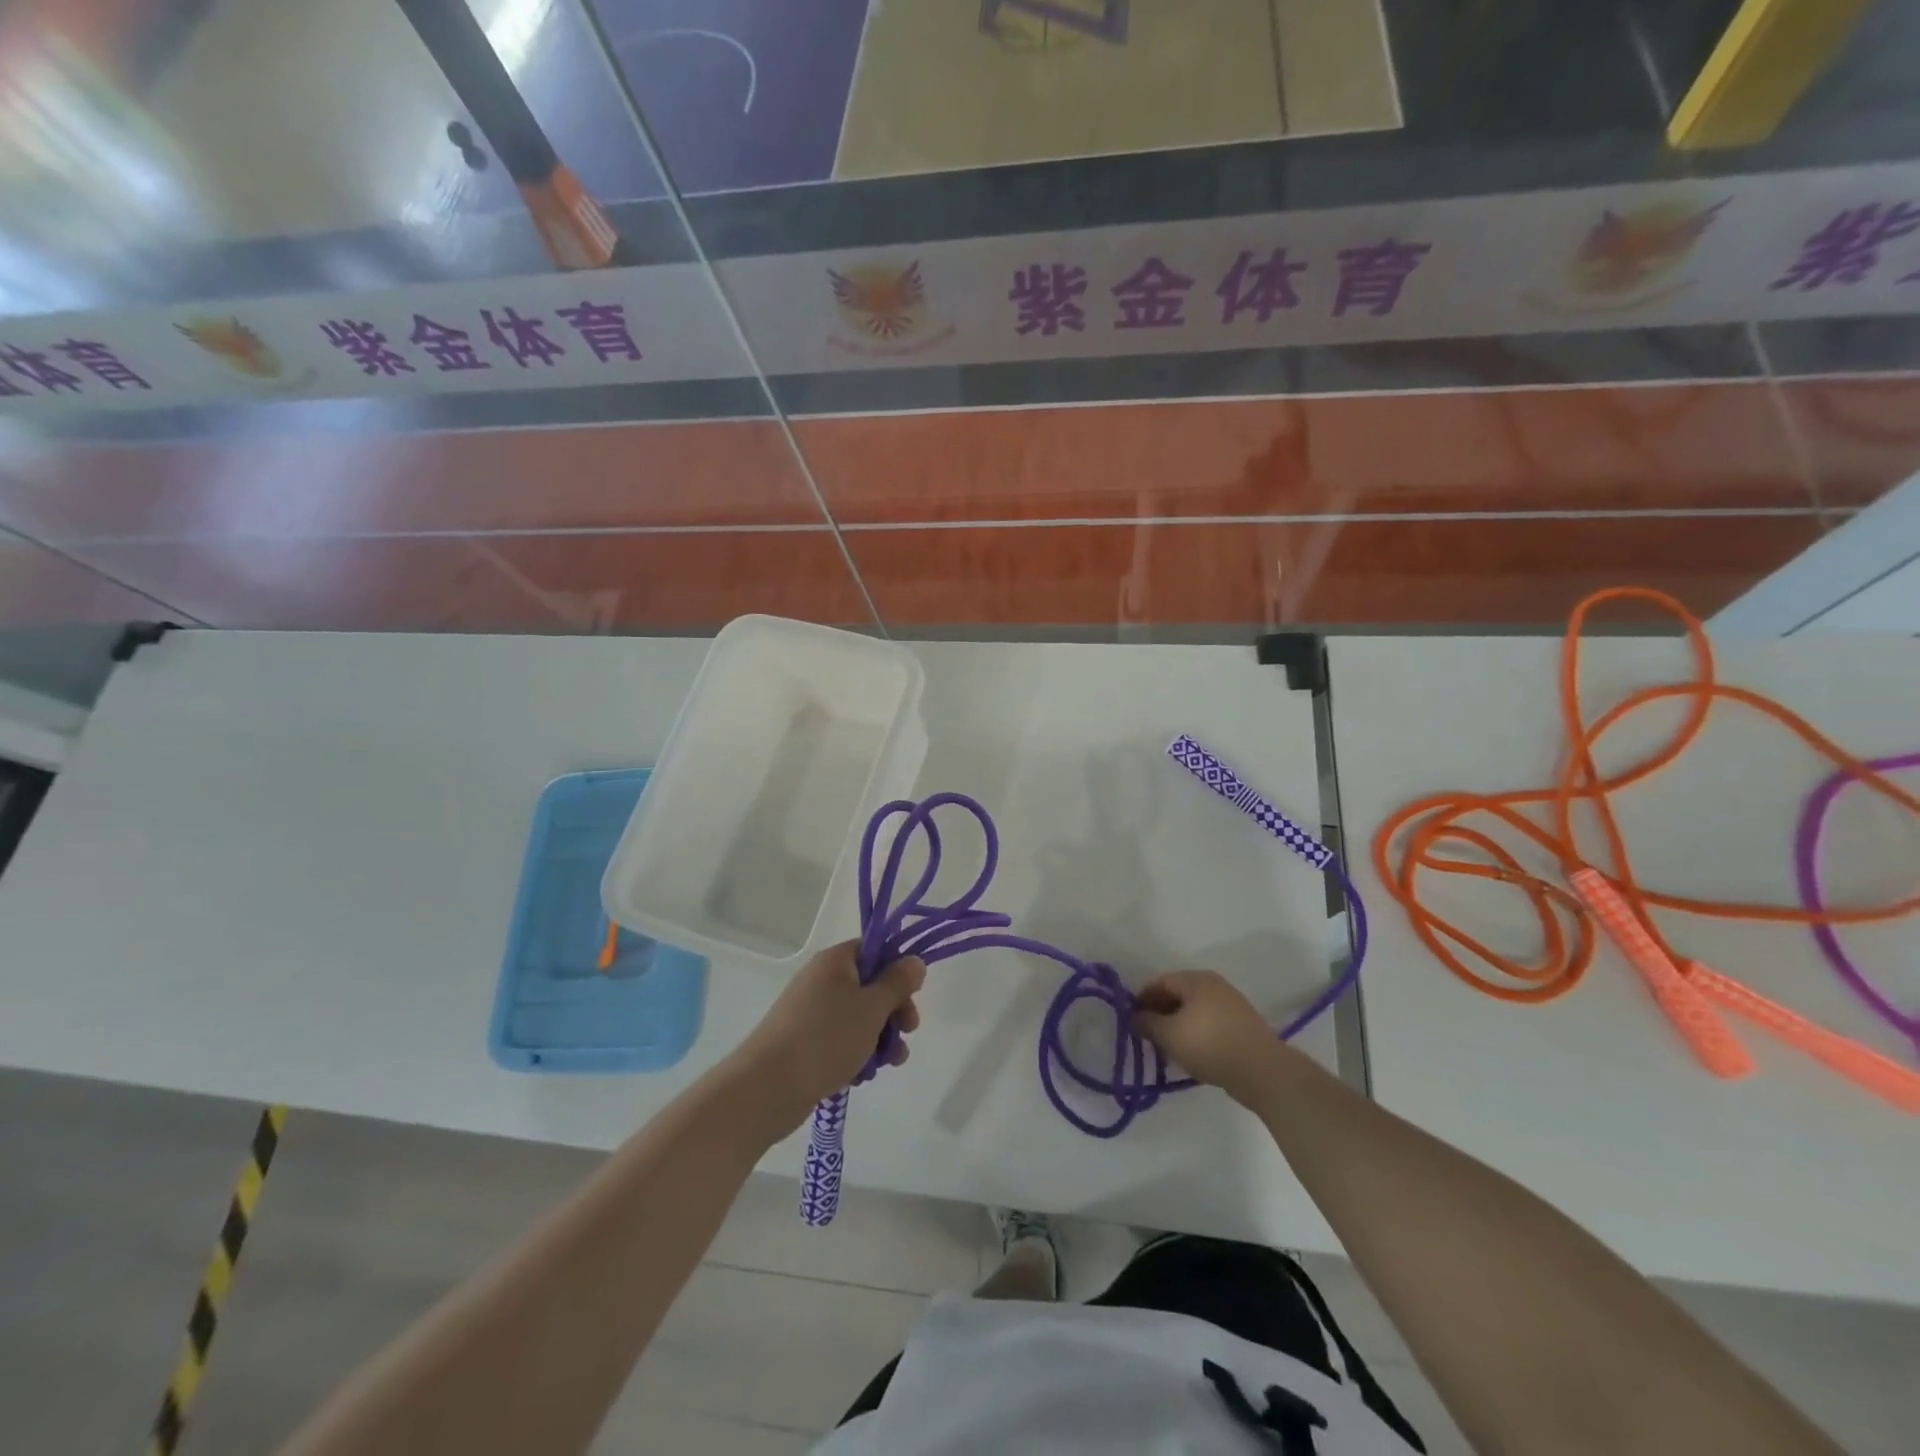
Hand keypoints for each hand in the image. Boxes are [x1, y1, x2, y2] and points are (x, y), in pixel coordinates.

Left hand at [727, 941, 925, 1138]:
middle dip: (894, 1010)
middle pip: (871, 986)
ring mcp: (812, 1013)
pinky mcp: (807, 1043)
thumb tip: (914, 960)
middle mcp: (823, 981)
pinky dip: (858, 1054)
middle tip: (908, 1031)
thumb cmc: (825, 1038)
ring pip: (860, 1017)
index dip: (898, 968)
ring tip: (888, 1063)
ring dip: (880, 1038)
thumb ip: (897, 982)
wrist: (767, 1088)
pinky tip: (863, 1076)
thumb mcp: (872, 1007)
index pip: (875, 949)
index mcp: (836, 961)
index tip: (913, 993)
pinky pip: (843, 1040)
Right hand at [1132, 969, 1285, 1106]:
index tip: (1132, 1020)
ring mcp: (1231, 1004)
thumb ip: (1147, 1023)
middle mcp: (1214, 985)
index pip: (1160, 981)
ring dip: (1177, 1025)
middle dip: (1160, 1013)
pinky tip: (1191, 1054)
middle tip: (1148, 1036)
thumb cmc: (1209, 1045)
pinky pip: (1209, 1022)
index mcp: (1196, 979)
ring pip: (1194, 1010)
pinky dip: (1196, 1033)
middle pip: (1178, 994)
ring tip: (1168, 1049)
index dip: (1142, 999)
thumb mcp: (1169, 1035)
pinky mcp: (1242, 1025)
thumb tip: (1134, 1017)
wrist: (1262, 1071)